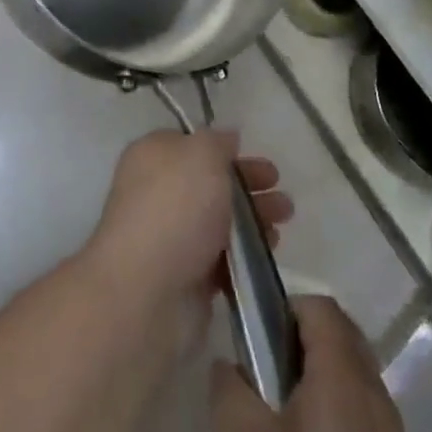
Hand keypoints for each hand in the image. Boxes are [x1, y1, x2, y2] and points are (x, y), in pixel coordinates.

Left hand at [83, 129, 292, 309]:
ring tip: (284, 220)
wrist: (148, 292)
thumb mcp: (201, 155)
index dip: (224, 149)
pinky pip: (222, 257)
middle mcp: (158, 192)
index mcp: (153, 156)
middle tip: (281, 189)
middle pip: (210, 183)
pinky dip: (246, 252)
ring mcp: (172, 236)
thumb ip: (217, 141)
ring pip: (220, 220)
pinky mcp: (186, 276)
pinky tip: (269, 250)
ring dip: (253, 218)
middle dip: (248, 184)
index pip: (192, 145)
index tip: (254, 155)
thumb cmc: (175, 209)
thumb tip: (226, 138)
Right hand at [211, 296, 431, 431]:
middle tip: (261, 370)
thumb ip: (230, 396)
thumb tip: (225, 364)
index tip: (254, 333)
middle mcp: (373, 389)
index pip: (319, 306)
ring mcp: (389, 428)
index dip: (284, 306)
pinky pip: (360, 407)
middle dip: (297, 339)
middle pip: (338, 335)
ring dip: (314, 375)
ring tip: (277, 414)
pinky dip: (332, 407)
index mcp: (343, 374)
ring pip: (350, 373)